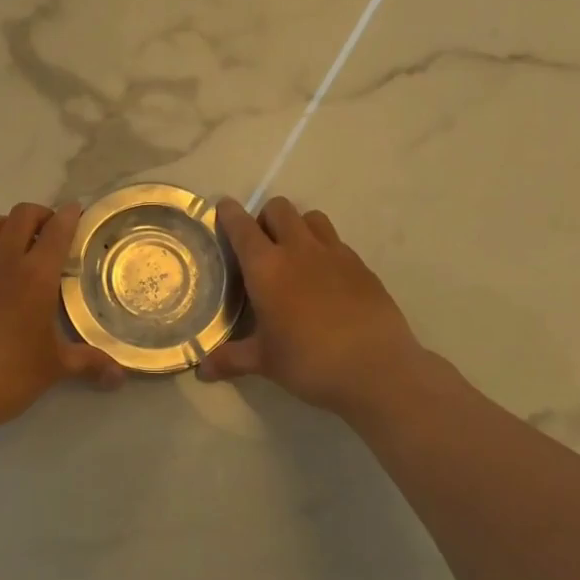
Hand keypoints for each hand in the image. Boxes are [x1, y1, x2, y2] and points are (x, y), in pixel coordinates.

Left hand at [0, 202, 122, 435]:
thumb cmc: (9, 374)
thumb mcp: (55, 368)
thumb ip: (88, 363)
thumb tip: (120, 376)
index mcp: (36, 276)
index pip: (57, 231)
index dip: (69, 215)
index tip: (75, 210)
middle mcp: (3, 262)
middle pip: (21, 215)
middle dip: (39, 214)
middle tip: (49, 231)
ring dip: (7, 225)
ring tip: (16, 243)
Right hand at [198, 196, 444, 421]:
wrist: (377, 369)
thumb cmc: (309, 362)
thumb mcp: (265, 362)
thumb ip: (231, 359)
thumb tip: (201, 369)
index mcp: (266, 267)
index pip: (241, 226)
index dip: (229, 213)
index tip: (223, 209)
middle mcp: (298, 250)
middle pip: (279, 209)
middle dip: (265, 217)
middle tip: (261, 245)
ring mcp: (334, 254)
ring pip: (311, 218)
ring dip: (298, 227)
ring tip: (295, 255)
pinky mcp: (361, 266)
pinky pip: (337, 242)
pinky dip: (325, 250)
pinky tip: (326, 280)